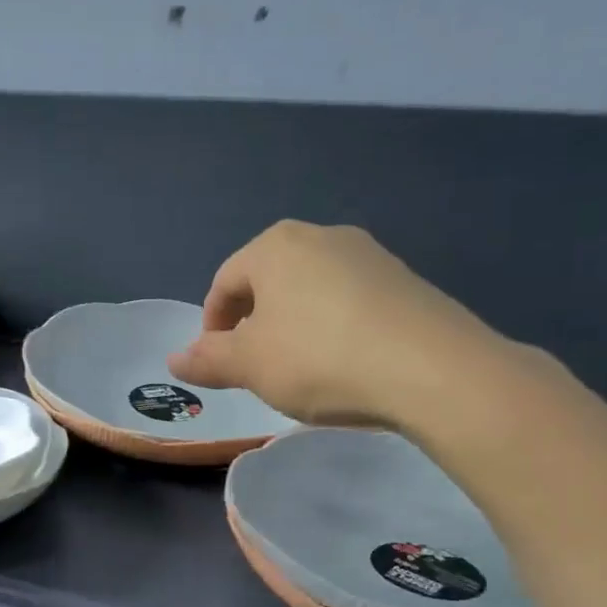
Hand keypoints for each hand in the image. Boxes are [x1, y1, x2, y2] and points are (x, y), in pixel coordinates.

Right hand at [167, 220, 517, 428]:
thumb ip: (208, 360)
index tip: (218, 363)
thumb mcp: (250, 365)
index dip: (212, 325)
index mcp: (275, 246)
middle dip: (253, 324)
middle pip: (268, 282)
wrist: (432, 369)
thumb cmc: (319, 358)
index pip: (225, 282)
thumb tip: (175, 360)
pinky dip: (333, 328)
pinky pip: (350, 301)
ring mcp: (369, 255)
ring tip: (299, 369)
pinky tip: (343, 363)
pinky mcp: (405, 280)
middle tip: (254, 367)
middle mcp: (321, 236)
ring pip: (310, 291)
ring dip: (293, 326)